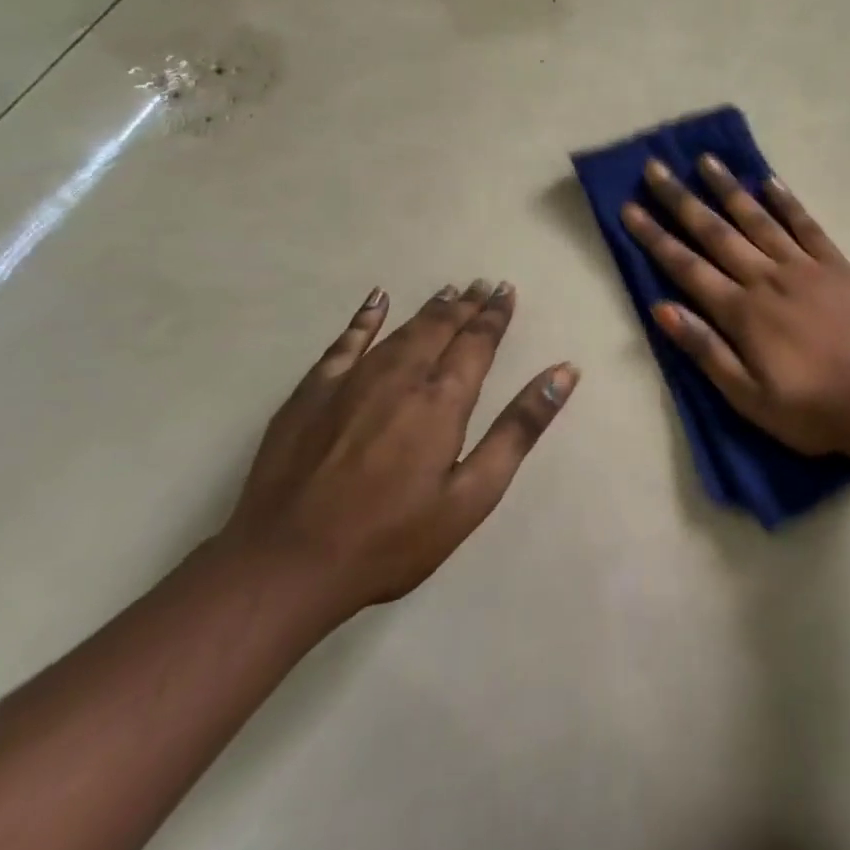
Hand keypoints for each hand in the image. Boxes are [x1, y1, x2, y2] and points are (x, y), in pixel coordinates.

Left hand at [217, 280, 575, 618]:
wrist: (286, 564)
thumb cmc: (392, 538)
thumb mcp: (472, 495)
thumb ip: (519, 428)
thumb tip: (564, 372)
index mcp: (443, 398)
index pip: (478, 341)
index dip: (495, 315)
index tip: (507, 291)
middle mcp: (401, 375)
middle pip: (441, 327)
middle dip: (467, 304)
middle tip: (483, 285)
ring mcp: (352, 380)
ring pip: (401, 329)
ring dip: (429, 308)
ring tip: (449, 292)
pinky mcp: (312, 393)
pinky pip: (346, 341)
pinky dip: (365, 318)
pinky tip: (377, 300)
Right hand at [620, 157, 849, 456]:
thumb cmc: (808, 410)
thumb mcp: (746, 397)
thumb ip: (705, 349)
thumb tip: (661, 308)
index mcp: (742, 312)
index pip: (687, 267)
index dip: (656, 237)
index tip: (631, 208)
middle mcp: (767, 278)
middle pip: (716, 233)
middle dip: (682, 200)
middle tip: (656, 168)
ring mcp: (805, 267)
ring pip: (759, 219)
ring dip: (729, 189)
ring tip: (706, 160)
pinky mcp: (837, 266)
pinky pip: (807, 226)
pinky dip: (787, 202)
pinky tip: (769, 182)